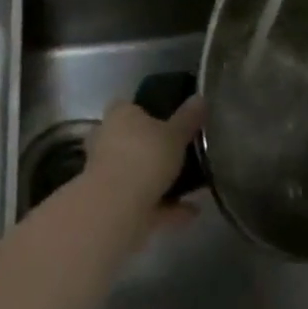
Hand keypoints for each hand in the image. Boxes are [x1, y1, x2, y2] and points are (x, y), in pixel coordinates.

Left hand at [84, 97, 204, 235]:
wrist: (115, 209)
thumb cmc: (145, 156)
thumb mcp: (176, 134)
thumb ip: (189, 117)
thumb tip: (200, 97)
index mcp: (120, 115)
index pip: (131, 106)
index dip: (149, 111)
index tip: (171, 119)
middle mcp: (107, 140)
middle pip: (133, 140)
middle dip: (154, 148)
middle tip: (183, 152)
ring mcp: (107, 173)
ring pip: (137, 172)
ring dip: (161, 180)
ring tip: (194, 184)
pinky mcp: (112, 203)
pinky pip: (144, 201)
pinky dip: (166, 206)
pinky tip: (192, 211)